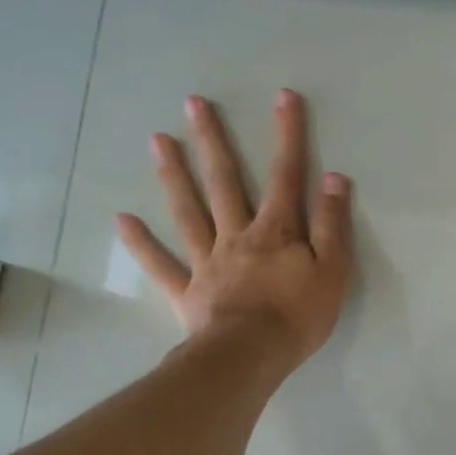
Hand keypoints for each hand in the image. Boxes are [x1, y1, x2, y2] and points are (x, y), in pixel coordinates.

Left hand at [116, 89, 353, 372]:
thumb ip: (332, 224)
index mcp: (276, 231)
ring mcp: (207, 261)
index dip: (288, 135)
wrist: (250, 357)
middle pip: (223, 181)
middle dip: (212, 140)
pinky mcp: (187, 290)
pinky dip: (141, 243)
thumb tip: (334, 178)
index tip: (283, 97)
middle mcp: (237, 235)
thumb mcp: (333, 271)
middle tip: (193, 103)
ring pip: (188, 211)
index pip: (285, 175)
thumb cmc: (298, 317)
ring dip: (173, 175)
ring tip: (156, 140)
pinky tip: (122, 219)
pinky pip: (161, 264)